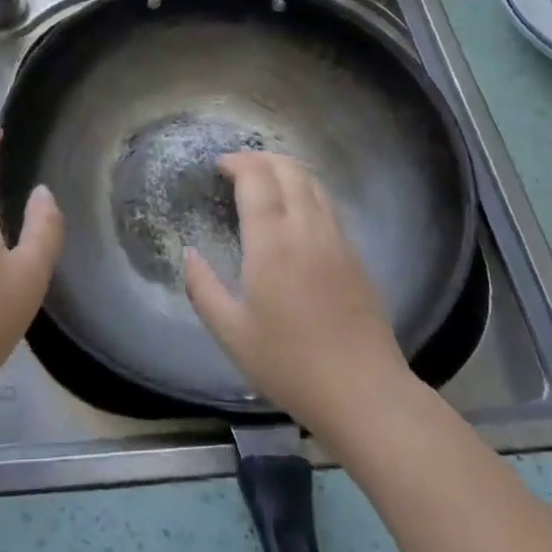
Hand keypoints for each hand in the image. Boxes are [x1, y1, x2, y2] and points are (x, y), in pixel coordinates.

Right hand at [183, 151, 409, 436]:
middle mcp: (307, 229)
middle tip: (237, 167)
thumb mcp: (231, 333)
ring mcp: (336, 240)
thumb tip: (188, 254)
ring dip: (286, 170)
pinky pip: (327, 204)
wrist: (363, 392)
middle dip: (261, 158)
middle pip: (288, 170)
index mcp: (273, 243)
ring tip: (264, 180)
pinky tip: (294, 210)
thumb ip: (203, 288)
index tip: (218, 165)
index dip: (237, 163)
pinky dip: (306, 190)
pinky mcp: (355, 255)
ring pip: (313, 183)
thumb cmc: (289, 364)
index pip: (257, 179)